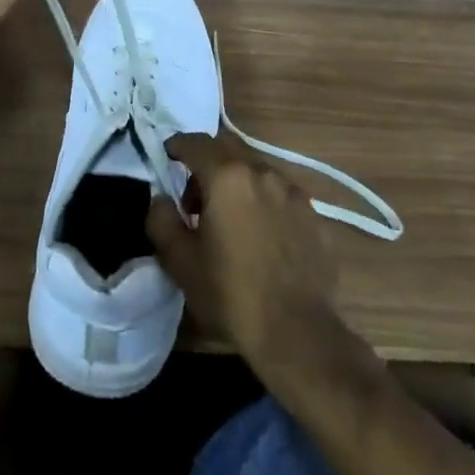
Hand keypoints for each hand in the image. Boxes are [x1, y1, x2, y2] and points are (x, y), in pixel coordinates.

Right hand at [147, 130, 344, 385]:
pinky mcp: (313, 214)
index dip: (177, 146)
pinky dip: (262, 201)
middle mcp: (262, 172)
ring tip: (229, 220)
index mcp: (227, 176)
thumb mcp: (180, 261)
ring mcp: (292, 191)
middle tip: (195, 198)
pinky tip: (260, 236)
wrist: (297, 332)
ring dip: (236, 182)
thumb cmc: (231, 293)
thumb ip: (161, 220)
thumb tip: (161, 199)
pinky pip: (278, 193)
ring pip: (255, 170)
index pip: (195, 143)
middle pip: (228, 150)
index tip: (168, 157)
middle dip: (207, 164)